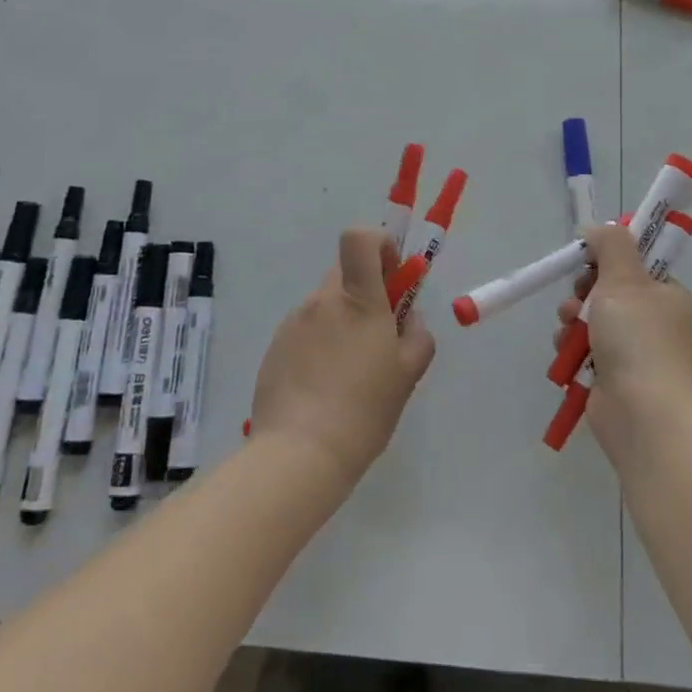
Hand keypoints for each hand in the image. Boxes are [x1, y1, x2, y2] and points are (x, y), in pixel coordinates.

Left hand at [250, 226, 435, 487]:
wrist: (299, 453)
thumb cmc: (364, 409)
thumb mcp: (408, 374)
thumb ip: (416, 335)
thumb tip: (407, 317)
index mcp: (359, 299)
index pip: (360, 239)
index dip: (378, 244)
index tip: (391, 276)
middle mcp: (322, 300)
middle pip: (345, 273)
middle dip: (364, 291)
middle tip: (376, 335)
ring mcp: (294, 322)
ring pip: (325, 304)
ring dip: (341, 321)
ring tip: (348, 373)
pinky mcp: (275, 346)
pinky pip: (305, 330)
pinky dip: (318, 344)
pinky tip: (323, 386)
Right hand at [554, 223, 691, 455]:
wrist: (642, 413)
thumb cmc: (638, 339)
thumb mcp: (624, 279)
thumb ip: (611, 246)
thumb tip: (598, 229)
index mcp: (668, 297)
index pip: (636, 267)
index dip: (608, 260)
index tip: (588, 262)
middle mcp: (656, 324)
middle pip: (609, 292)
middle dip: (583, 292)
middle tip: (578, 298)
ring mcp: (636, 355)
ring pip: (592, 322)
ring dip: (572, 321)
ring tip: (568, 328)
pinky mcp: (613, 379)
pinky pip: (585, 352)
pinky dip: (571, 349)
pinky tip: (566, 353)